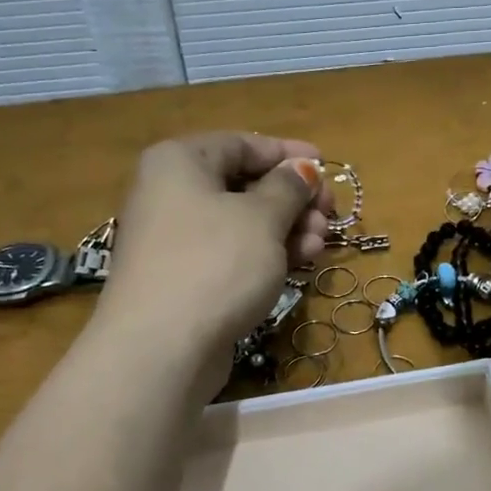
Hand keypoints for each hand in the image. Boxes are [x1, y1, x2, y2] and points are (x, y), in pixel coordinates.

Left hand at [98, 132, 334, 364]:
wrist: (162, 347)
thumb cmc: (215, 263)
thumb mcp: (262, 217)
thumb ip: (288, 187)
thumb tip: (302, 169)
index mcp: (180, 162)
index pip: (241, 144)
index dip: (287, 154)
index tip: (325, 165)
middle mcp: (170, 193)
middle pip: (243, 185)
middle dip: (292, 199)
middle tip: (329, 214)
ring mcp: (176, 239)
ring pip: (242, 223)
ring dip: (287, 229)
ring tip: (320, 242)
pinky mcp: (185, 278)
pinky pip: (232, 253)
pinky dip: (266, 253)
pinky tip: (301, 261)